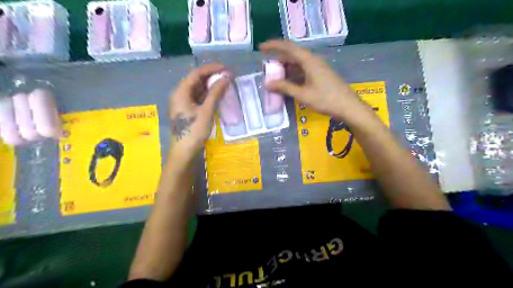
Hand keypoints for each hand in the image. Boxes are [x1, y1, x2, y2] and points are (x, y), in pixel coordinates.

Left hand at [170, 63, 228, 159]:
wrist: (184, 153)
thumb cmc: (193, 131)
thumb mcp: (206, 111)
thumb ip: (216, 93)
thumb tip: (226, 77)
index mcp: (181, 92)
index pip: (196, 74)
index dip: (211, 69)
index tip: (226, 69)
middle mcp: (180, 95)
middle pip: (196, 80)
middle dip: (212, 77)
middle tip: (228, 76)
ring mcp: (184, 104)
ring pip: (198, 90)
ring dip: (211, 86)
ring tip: (226, 84)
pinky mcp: (188, 111)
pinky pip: (199, 98)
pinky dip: (209, 95)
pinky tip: (219, 96)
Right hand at [261, 40, 373, 122]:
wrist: (348, 107)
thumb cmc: (326, 99)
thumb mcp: (303, 94)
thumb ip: (285, 88)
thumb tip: (267, 83)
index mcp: (309, 61)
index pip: (288, 47)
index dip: (273, 46)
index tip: (261, 48)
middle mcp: (313, 61)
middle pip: (292, 56)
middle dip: (278, 61)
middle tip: (267, 70)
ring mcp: (318, 68)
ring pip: (298, 64)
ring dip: (286, 70)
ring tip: (275, 79)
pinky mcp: (320, 76)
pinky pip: (303, 71)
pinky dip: (293, 76)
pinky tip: (288, 84)